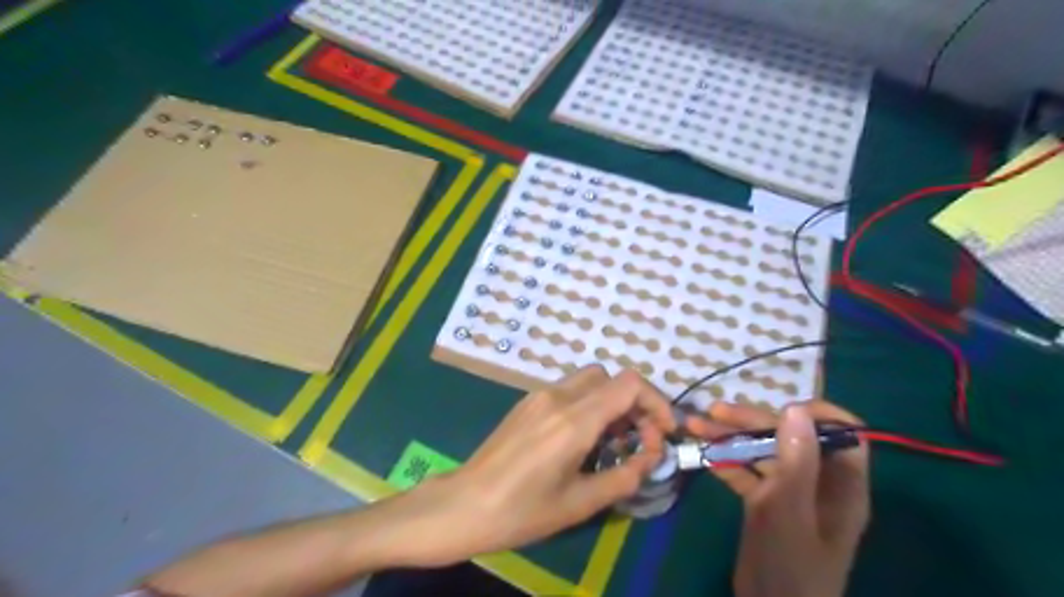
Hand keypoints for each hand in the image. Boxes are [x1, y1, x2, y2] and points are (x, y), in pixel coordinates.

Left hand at [404, 366, 676, 565]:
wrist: (465, 504)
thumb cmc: (522, 511)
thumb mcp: (580, 502)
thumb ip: (625, 476)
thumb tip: (651, 457)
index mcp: (573, 420)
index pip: (628, 384)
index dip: (655, 401)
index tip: (664, 430)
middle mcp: (557, 396)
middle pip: (611, 377)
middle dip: (634, 402)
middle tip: (640, 437)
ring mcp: (539, 395)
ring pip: (590, 380)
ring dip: (611, 401)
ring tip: (613, 439)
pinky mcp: (527, 402)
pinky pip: (570, 389)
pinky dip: (590, 403)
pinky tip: (583, 437)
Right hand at [686, 398, 868, 596]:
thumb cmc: (791, 568)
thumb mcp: (790, 512)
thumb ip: (795, 462)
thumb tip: (795, 409)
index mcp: (840, 484)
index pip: (842, 433)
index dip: (816, 413)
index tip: (779, 405)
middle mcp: (817, 481)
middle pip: (789, 437)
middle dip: (752, 421)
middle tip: (713, 412)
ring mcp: (789, 491)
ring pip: (763, 452)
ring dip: (730, 437)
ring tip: (695, 426)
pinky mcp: (765, 502)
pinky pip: (747, 472)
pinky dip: (725, 461)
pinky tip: (702, 454)